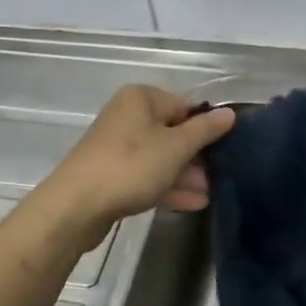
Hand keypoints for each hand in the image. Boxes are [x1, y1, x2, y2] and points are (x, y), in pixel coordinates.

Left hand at [36, 86, 233, 245]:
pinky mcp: (112, 173)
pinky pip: (147, 175)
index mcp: (141, 99)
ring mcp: (117, 146)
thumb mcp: (176, 147)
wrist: (76, 206)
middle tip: (221, 176)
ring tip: (210, 195)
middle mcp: (128, 116)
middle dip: (197, 156)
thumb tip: (229, 113)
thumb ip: (205, 130)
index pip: (185, 106)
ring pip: (161, 157)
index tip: (228, 149)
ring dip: (186, 175)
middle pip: (173, 132)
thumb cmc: (131, 166)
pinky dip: (168, 185)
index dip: (207, 128)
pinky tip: (193, 203)